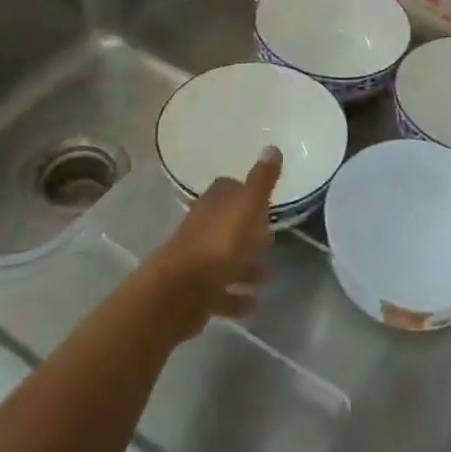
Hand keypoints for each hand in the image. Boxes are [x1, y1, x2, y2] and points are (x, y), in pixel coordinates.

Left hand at [145, 146, 282, 337]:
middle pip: (228, 225)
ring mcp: (197, 260)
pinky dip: (235, 297)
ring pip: (225, 260)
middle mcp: (202, 227)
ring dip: (245, 267)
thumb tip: (272, 147)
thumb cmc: (218, 245)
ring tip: (268, 275)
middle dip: (249, 232)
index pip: (230, 189)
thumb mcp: (247, 207)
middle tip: (271, 240)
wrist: (178, 292)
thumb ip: (261, 181)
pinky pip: (220, 292)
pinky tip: (252, 303)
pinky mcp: (195, 292)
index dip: (247, 194)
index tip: (266, 204)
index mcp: (214, 204)